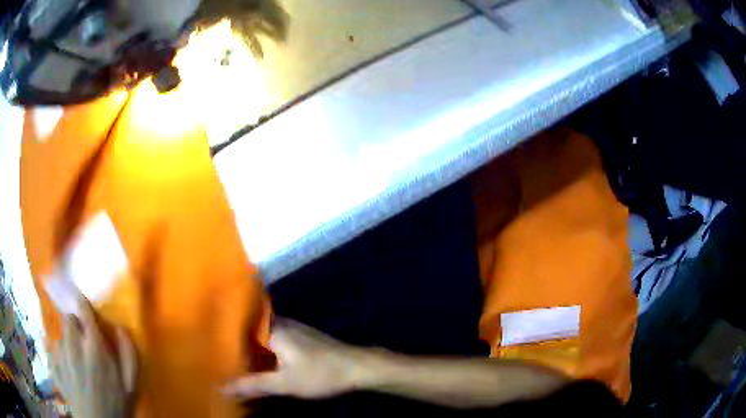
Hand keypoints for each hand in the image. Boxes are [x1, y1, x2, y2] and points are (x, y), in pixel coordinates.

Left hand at [51, 285, 136, 417]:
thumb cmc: (117, 406)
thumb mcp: (131, 385)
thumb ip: (128, 354)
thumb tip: (120, 327)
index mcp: (93, 347)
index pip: (82, 310)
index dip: (80, 300)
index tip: (80, 297)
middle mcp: (72, 345)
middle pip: (67, 319)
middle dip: (74, 325)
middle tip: (83, 342)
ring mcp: (60, 356)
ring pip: (60, 336)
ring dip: (67, 342)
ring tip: (77, 362)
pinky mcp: (53, 366)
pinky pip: (52, 351)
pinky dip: (58, 355)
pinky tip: (67, 369)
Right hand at [223, 318, 369, 399]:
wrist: (358, 367)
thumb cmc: (320, 373)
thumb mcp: (284, 383)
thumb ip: (253, 385)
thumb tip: (222, 387)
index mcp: (273, 329)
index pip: (239, 324)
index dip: (223, 333)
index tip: (206, 341)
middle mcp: (281, 322)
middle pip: (250, 329)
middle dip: (234, 341)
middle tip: (214, 352)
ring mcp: (293, 329)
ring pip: (262, 335)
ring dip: (249, 345)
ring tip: (229, 356)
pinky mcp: (301, 338)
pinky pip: (273, 339)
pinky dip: (263, 349)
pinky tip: (257, 360)